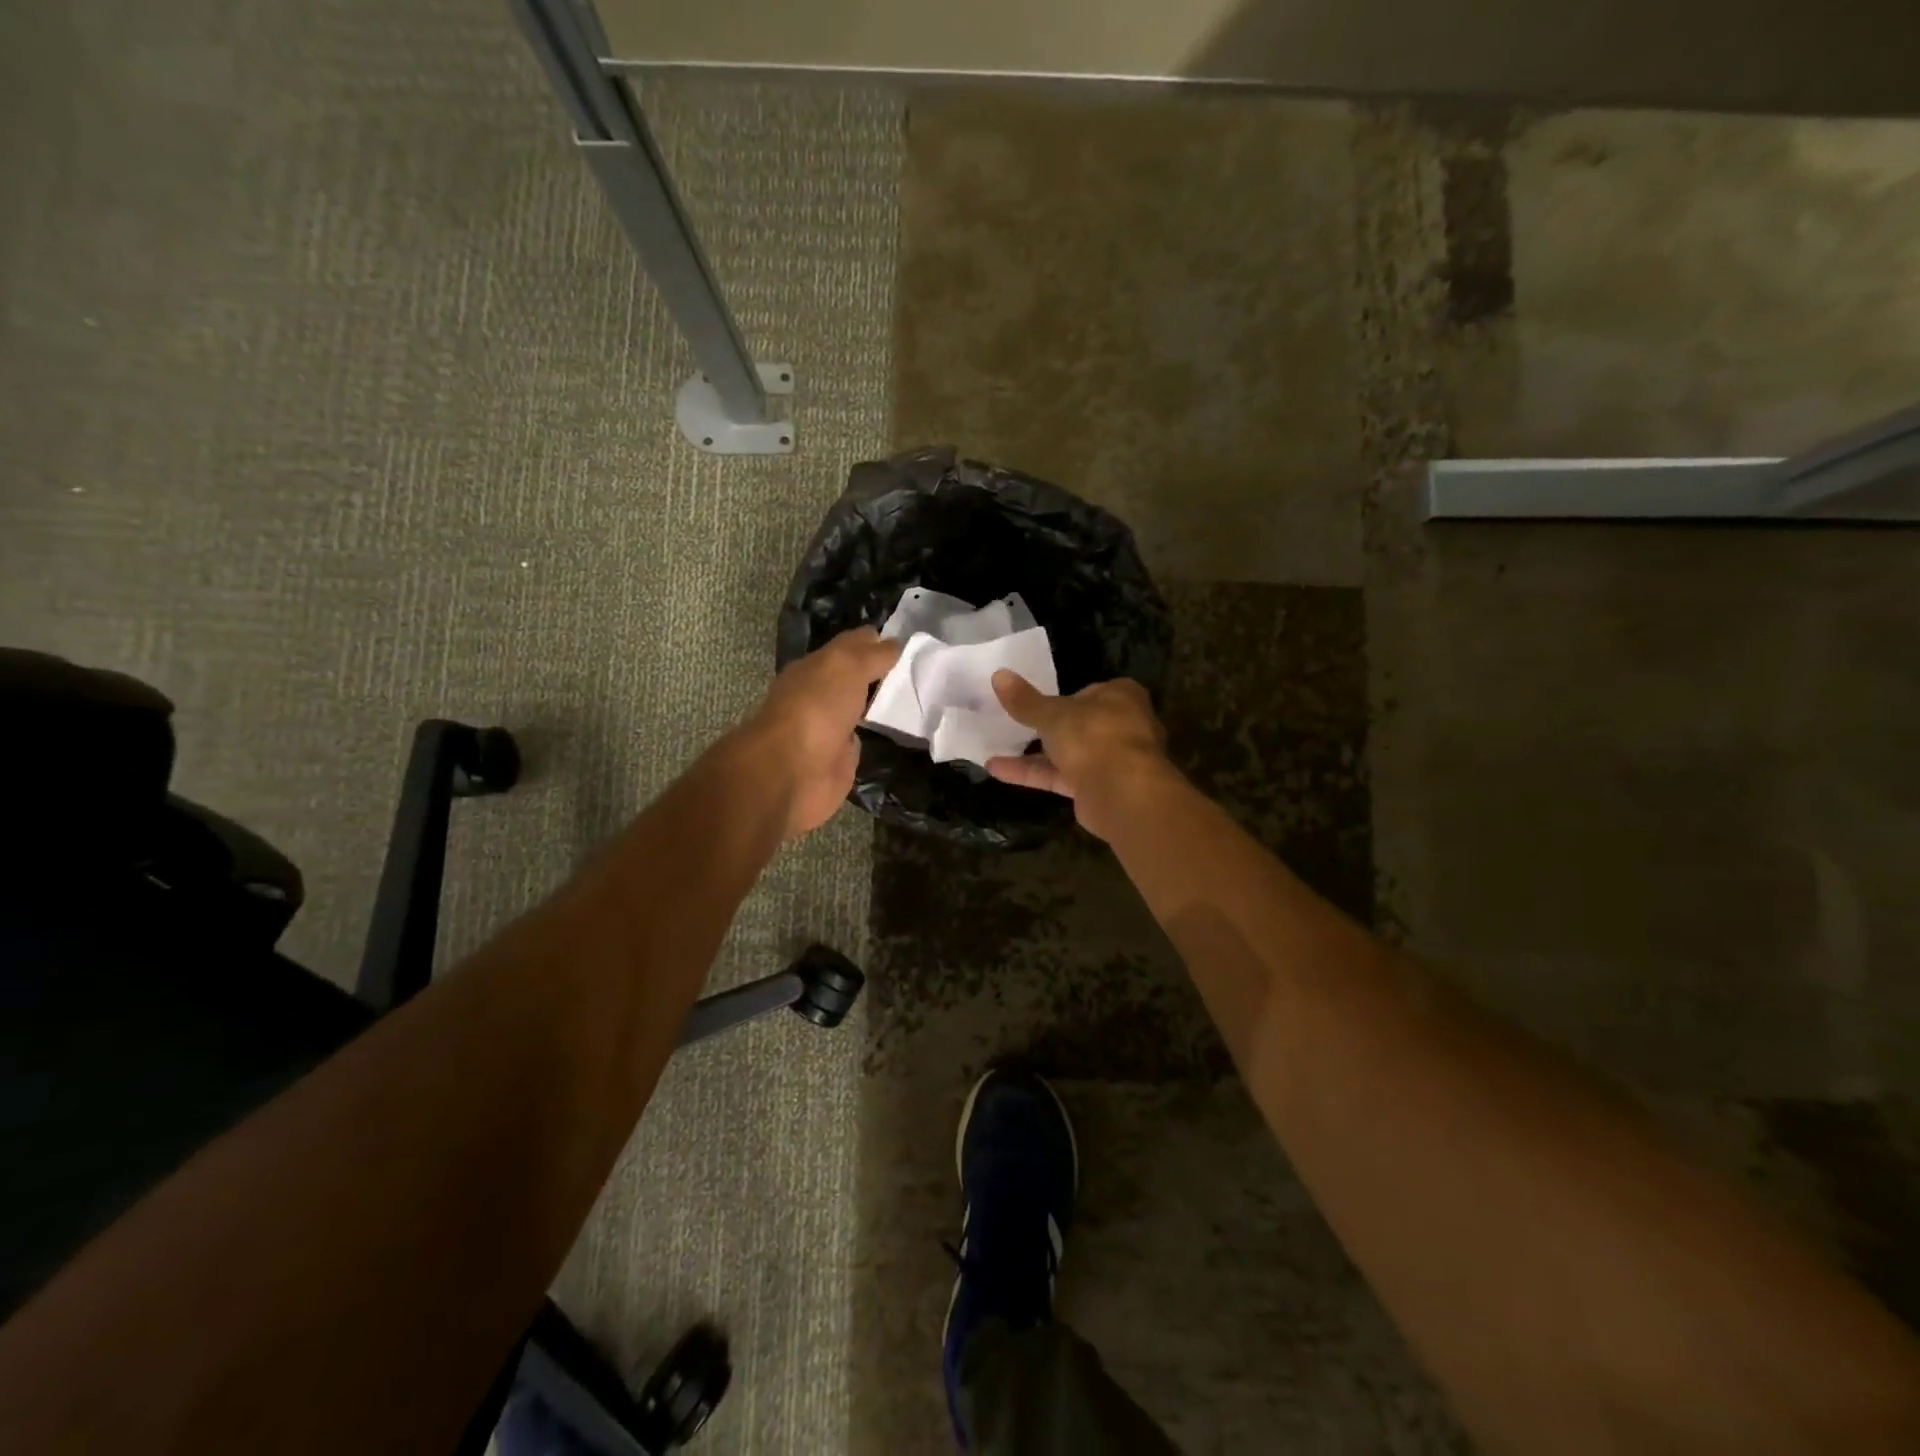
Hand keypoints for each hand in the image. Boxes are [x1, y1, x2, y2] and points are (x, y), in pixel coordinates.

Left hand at [742, 627, 900, 839]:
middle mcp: (821, 694)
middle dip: (881, 672)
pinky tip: (901, 732)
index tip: (909, 641)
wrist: (794, 770)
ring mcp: (830, 728)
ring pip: (860, 709)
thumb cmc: (817, 707)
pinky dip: (878, 736)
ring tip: (916, 697)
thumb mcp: (847, 666)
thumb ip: (873, 655)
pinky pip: (863, 740)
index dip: (876, 641)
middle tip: (919, 668)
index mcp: (815, 667)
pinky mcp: (839, 759)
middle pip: (856, 678)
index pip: (850, 646)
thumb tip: (896, 643)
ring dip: (880, 705)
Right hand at [985, 671, 1173, 840]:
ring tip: (995, 747)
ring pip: (1068, 753)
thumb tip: (998, 675)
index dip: (1065, 696)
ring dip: (1034, 753)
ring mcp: (1111, 760)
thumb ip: (1025, 700)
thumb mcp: (1052, 714)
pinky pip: (1060, 776)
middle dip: (1048, 727)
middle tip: (1015, 724)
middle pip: (1080, 724)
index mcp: (1121, 696)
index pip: (1091, 691)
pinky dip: (1032, 773)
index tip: (1038, 702)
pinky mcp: (1097, 789)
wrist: (1122, 793)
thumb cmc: (1093, 736)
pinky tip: (996, 770)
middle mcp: (1121, 726)